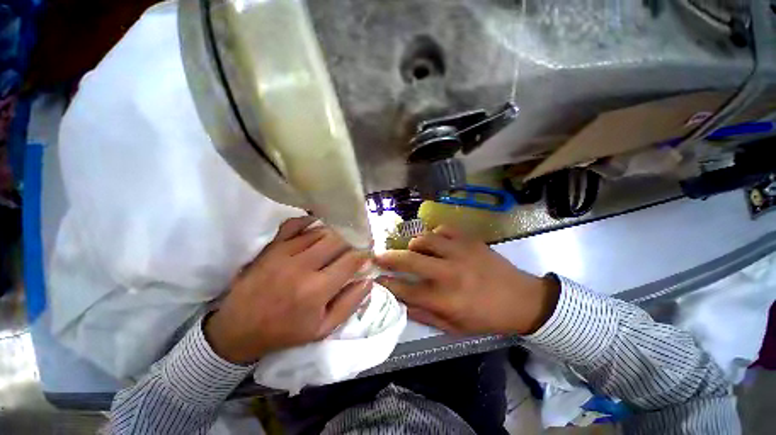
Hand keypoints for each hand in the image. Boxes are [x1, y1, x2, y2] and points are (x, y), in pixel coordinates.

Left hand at [205, 217, 371, 363]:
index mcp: (317, 289)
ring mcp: (284, 253)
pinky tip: (316, 226)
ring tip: (338, 241)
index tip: (367, 255)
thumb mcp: (323, 329)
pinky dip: (308, 221)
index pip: (351, 260)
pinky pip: (294, 224)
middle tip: (354, 247)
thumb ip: (349, 304)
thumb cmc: (285, 331)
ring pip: (320, 231)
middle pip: (337, 240)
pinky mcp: (271, 247)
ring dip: (334, 235)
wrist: (239, 329)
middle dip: (351, 242)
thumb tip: (368, 280)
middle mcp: (303, 266)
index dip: (364, 254)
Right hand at [376, 227, 558, 335]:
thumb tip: (402, 303)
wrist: (523, 299)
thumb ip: (425, 316)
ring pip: (424, 239)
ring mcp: (460, 252)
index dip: (387, 284)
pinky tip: (437, 242)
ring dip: (413, 244)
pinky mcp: (470, 240)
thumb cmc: (487, 317)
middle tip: (378, 255)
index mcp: (446, 299)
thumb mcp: (455, 328)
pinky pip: (443, 229)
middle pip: (409, 260)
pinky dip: (435, 235)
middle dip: (388, 258)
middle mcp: (449, 273)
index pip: (406, 290)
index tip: (375, 279)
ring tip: (413, 250)